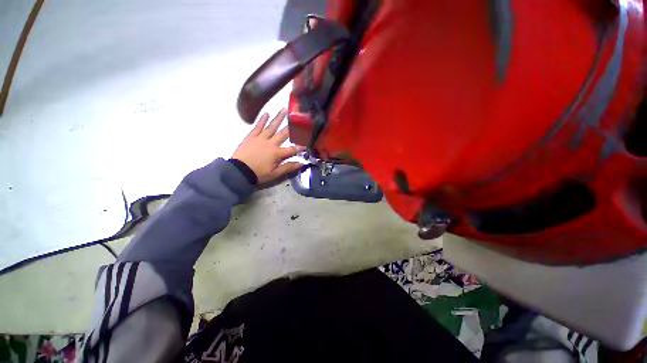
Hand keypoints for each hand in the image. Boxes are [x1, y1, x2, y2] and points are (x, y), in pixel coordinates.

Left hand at [232, 109, 305, 183]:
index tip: (307, 143)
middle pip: (283, 134)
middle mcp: (271, 143)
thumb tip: (301, 163)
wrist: (239, 171)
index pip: (292, 149)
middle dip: (291, 127)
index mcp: (277, 153)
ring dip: (278, 118)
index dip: (300, 147)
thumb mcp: (275, 174)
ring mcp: (260, 138)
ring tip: (283, 110)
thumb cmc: (258, 173)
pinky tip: (266, 113)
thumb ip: (288, 167)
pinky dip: (262, 120)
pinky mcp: (251, 136)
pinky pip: (258, 126)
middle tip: (297, 118)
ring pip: (271, 126)